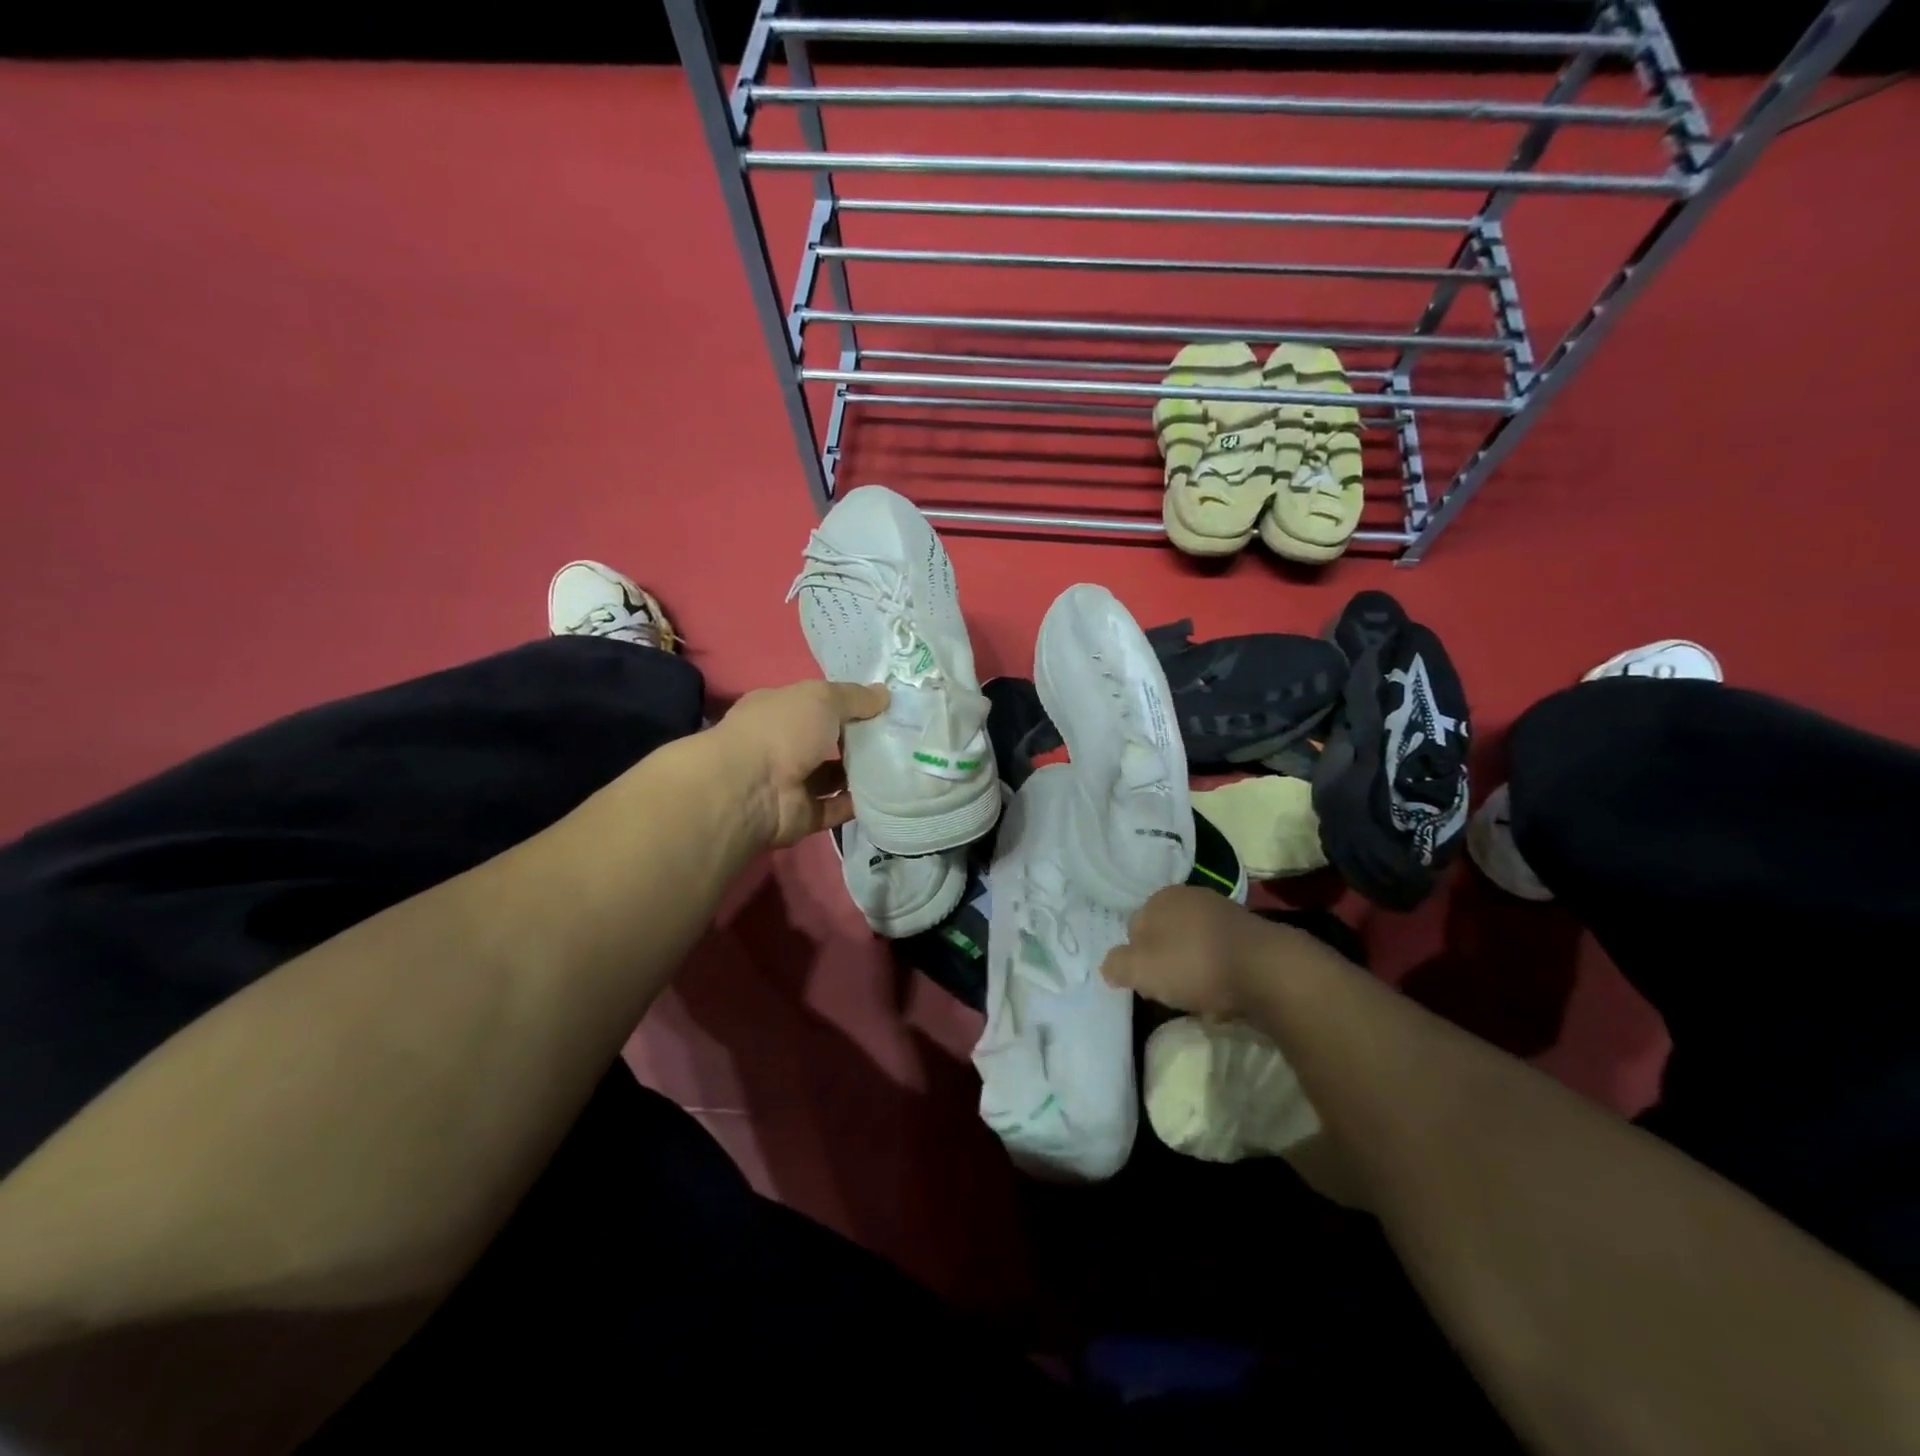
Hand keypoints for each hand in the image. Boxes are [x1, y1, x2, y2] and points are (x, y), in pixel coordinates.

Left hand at [709, 680, 888, 848]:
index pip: (815, 704)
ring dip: (862, 773)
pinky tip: (888, 794)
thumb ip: (855, 697)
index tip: (882, 707)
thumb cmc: (783, 729)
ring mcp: (791, 782)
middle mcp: (782, 744)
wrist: (751, 790)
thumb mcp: (822, 698)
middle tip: (898, 737)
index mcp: (779, 710)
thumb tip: (885, 695)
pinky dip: (858, 803)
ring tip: (900, 765)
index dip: (847, 704)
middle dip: (858, 739)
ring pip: (833, 776)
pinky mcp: (802, 815)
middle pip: (827, 741)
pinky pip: (835, 807)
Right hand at [1101, 886, 1274, 1016]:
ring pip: (1194, 948)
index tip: (1147, 983)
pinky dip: (1219, 975)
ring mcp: (1224, 914)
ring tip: (1201, 999)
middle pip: (1165, 938)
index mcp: (1161, 897)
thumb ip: (1117, 965)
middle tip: (1171, 992)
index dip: (1136, 959)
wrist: (1267, 970)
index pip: (1134, 928)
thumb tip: (1110, 966)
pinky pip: (1222, 958)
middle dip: (1165, 964)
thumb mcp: (1140, 969)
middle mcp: (1192, 897)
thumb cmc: (1194, 964)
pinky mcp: (1251, 935)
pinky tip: (1225, 996)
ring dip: (1193, 972)